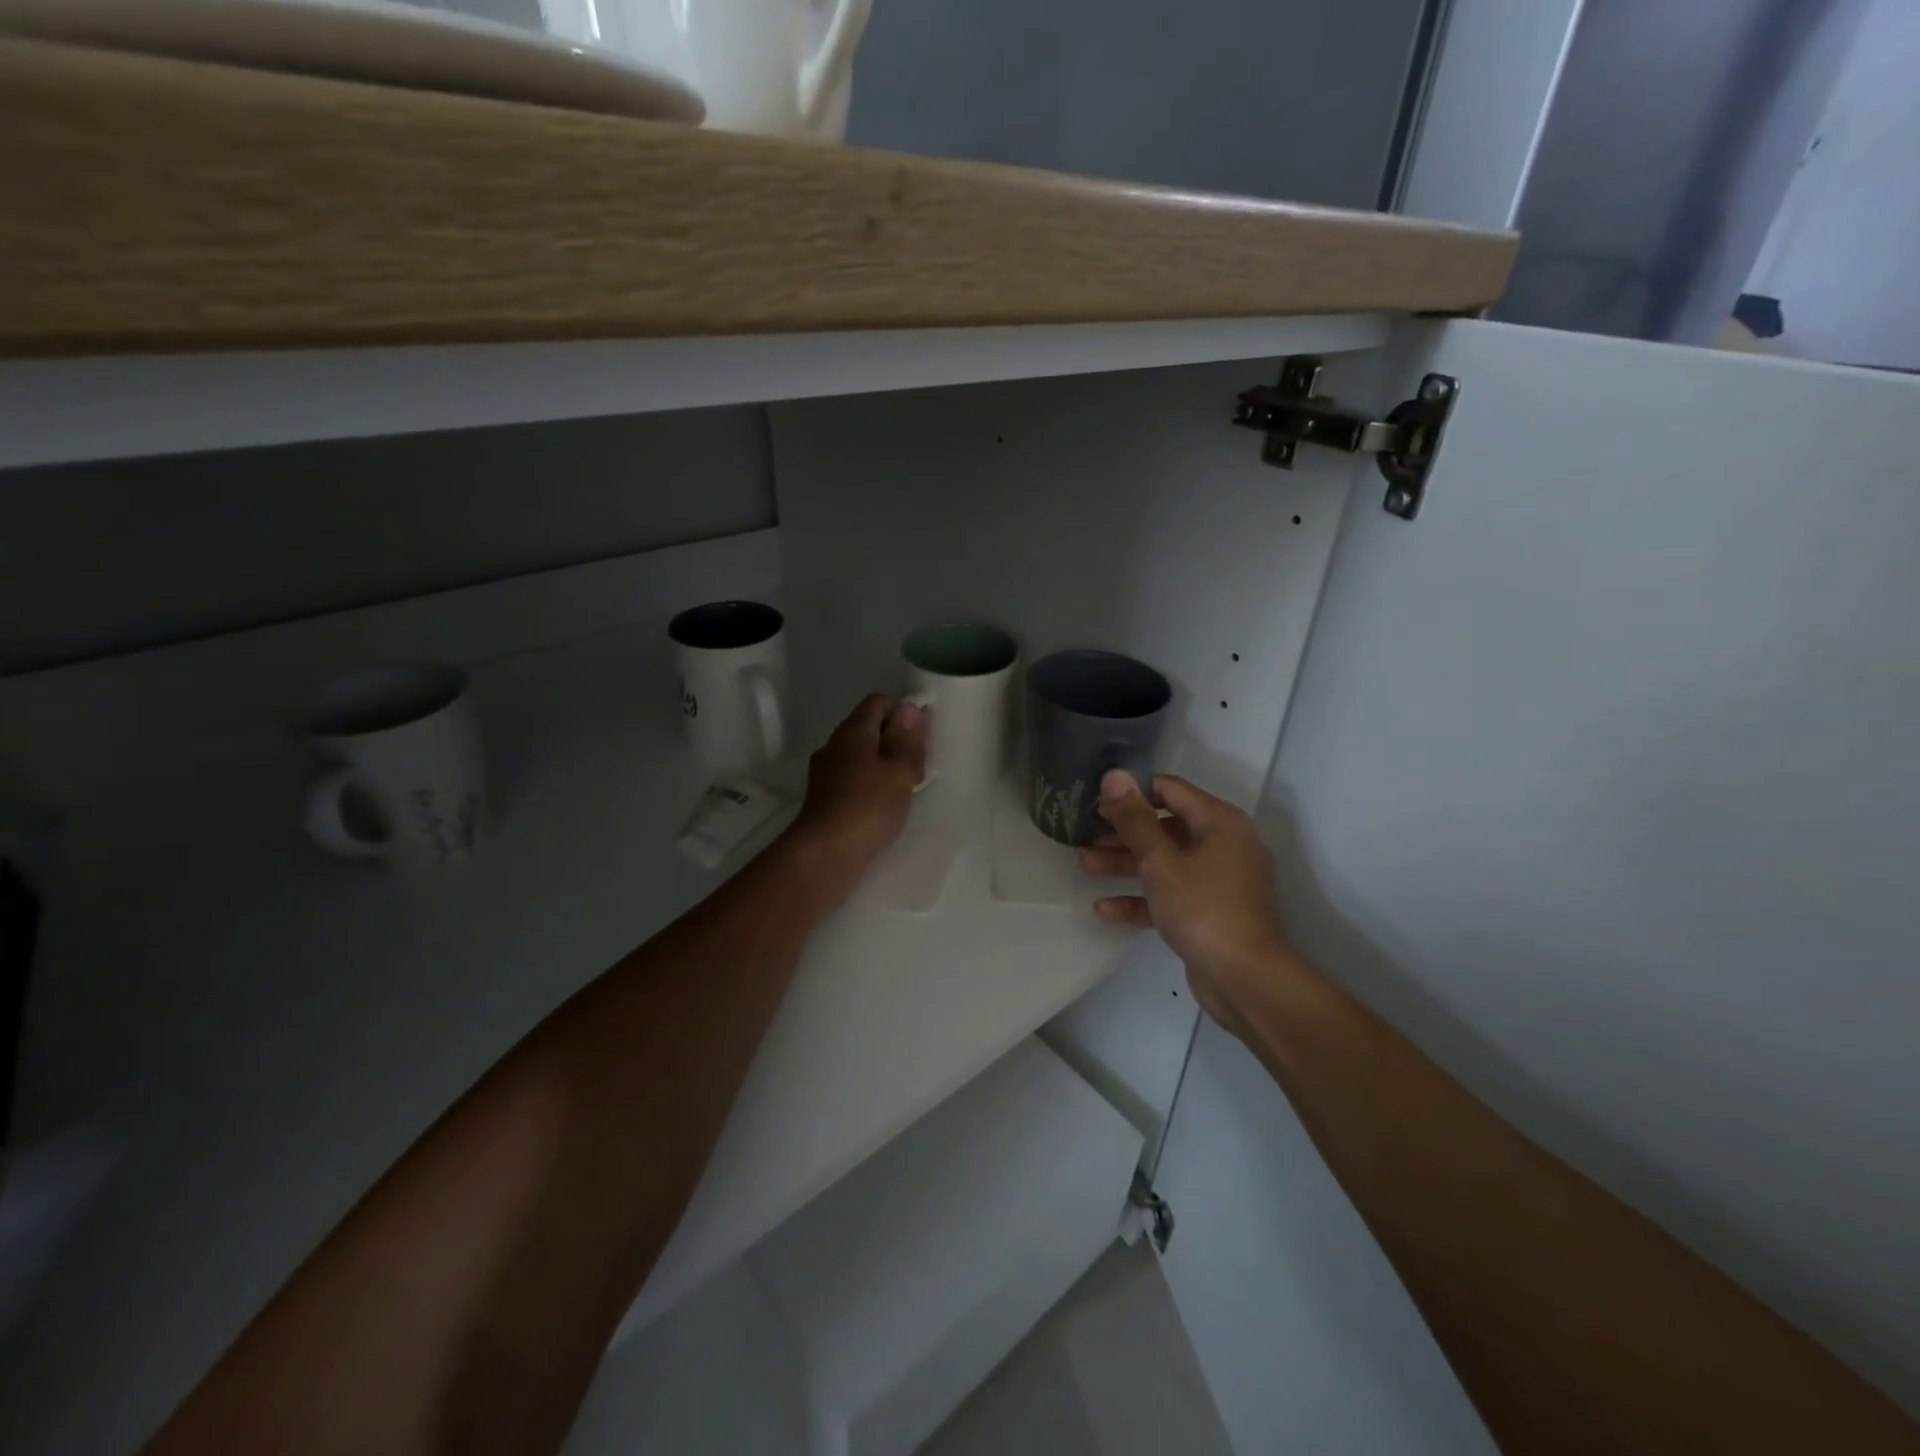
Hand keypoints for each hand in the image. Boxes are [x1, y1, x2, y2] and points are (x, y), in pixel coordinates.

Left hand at [786, 694, 926, 897]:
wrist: (826, 852)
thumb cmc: (869, 805)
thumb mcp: (899, 769)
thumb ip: (905, 737)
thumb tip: (907, 708)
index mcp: (853, 730)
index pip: (878, 702)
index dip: (903, 712)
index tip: (921, 738)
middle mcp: (835, 744)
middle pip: (871, 729)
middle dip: (898, 742)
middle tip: (918, 769)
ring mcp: (827, 771)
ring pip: (864, 755)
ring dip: (888, 765)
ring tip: (907, 790)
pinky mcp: (825, 796)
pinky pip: (855, 778)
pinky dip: (873, 784)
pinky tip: (886, 806)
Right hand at [1078, 770, 1293, 1035]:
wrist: (1247, 980)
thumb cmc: (1203, 908)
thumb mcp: (1161, 860)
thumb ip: (1134, 819)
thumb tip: (1114, 775)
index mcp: (1218, 822)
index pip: (1169, 790)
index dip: (1131, 791)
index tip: (1095, 800)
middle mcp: (1222, 845)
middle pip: (1164, 827)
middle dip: (1123, 832)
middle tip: (1084, 835)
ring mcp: (1218, 881)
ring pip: (1164, 862)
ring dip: (1125, 863)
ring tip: (1084, 864)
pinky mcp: (1209, 913)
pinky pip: (1170, 895)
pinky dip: (1141, 898)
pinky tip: (1104, 907)